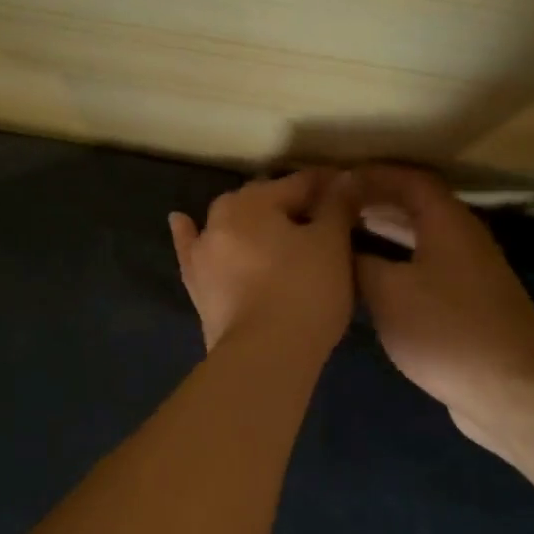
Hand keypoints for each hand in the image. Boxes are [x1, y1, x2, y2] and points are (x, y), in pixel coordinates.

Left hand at [170, 169, 359, 354]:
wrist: (264, 354)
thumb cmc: (305, 292)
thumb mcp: (332, 244)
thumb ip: (337, 205)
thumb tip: (343, 178)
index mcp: (255, 200)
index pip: (300, 183)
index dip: (329, 186)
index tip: (351, 194)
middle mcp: (221, 216)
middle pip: (264, 201)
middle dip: (291, 205)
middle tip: (322, 221)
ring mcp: (203, 251)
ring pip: (231, 224)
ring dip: (252, 223)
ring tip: (274, 230)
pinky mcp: (196, 284)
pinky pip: (192, 249)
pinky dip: (190, 234)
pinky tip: (181, 221)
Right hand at [353, 166, 533, 453]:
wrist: (512, 390)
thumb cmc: (446, 330)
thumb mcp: (388, 292)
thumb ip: (359, 263)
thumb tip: (340, 248)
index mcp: (447, 222)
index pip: (408, 180)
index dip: (371, 175)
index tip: (334, 182)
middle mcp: (462, 239)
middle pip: (416, 206)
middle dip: (374, 202)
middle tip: (332, 209)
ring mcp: (468, 274)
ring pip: (420, 240)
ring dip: (384, 234)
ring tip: (343, 238)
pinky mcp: (467, 307)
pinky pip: (424, 270)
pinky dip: (395, 265)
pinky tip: (370, 284)